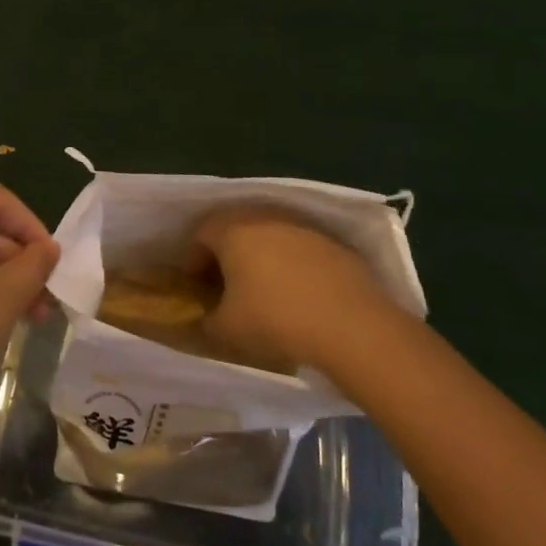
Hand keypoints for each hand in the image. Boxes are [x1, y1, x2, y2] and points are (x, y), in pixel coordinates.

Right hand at [194, 207, 391, 374]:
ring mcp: (302, 226)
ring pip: (269, 234)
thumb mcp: (226, 329)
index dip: (193, 260)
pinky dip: (291, 263)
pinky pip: (299, 246)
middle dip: (225, 254)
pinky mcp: (333, 242)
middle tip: (224, 285)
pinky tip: (297, 293)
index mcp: (232, 229)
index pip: (200, 233)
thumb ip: (207, 320)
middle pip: (234, 227)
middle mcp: (264, 216)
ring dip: (260, 255)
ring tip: (262, 289)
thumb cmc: (275, 319)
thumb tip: (206, 318)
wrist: (352, 325)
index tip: (196, 287)